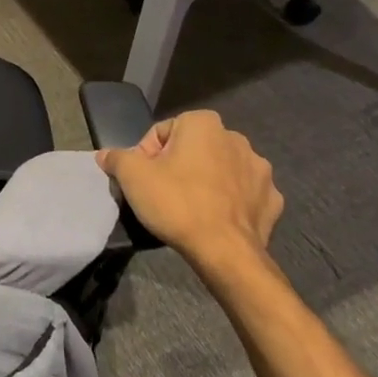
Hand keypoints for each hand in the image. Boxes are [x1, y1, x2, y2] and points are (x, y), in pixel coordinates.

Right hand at [97, 110, 282, 270]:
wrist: (225, 252)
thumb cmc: (177, 203)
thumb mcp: (133, 177)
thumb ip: (116, 158)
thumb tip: (105, 155)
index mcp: (203, 123)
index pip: (163, 131)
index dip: (147, 154)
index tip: (143, 179)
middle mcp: (236, 138)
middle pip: (194, 148)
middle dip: (179, 165)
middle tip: (164, 192)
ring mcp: (260, 170)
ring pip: (222, 169)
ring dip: (207, 181)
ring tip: (191, 207)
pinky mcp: (273, 200)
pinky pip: (244, 194)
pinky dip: (231, 202)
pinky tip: (217, 219)